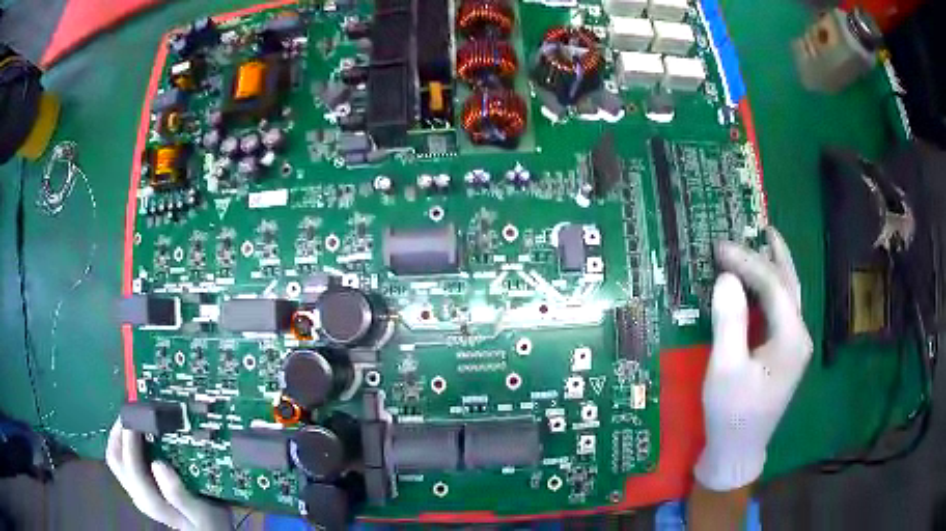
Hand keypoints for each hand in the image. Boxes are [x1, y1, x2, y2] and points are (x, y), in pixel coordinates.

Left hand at [106, 419, 231, 530]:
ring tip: (133, 415)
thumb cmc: (207, 523)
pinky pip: (124, 458)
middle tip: (133, 410)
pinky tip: (138, 432)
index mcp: (150, 501)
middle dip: (119, 431)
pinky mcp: (140, 485)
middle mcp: (137, 494)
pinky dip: (125, 440)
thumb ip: (179, 494)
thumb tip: (157, 464)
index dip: (129, 438)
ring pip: (116, 456)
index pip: (130, 465)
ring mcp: (136, 490)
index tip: (138, 413)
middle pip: (115, 458)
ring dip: (120, 433)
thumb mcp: (201, 512)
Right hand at [694, 227, 812, 491]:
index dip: (747, 262)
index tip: (718, 248)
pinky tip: (761, 284)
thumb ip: (728, 319)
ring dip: (775, 268)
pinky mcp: (784, 354)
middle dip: (773, 254)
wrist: (738, 452)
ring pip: (788, 296)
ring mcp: (794, 346)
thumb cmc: (731, 414)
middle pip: (789, 285)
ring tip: (764, 242)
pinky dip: (770, 290)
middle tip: (758, 226)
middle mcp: (799, 336)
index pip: (773, 286)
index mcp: (791, 338)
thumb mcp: (725, 369)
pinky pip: (781, 311)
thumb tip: (726, 277)